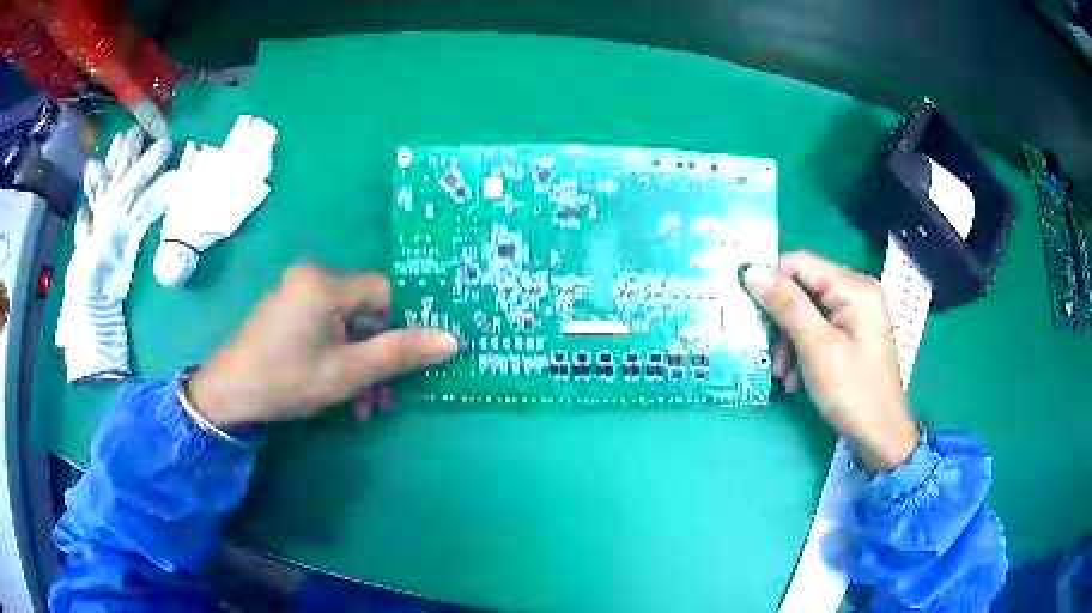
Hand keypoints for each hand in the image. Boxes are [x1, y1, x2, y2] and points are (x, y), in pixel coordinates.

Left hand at [187, 265, 457, 425]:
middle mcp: (313, 278)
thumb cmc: (286, 380)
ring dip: (363, 362)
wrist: (228, 395)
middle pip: (367, 310)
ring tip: (369, 404)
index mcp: (325, 283)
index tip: (421, 355)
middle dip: (382, 353)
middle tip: (391, 394)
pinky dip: (341, 356)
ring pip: (348, 324)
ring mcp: (298, 294)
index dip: (407, 322)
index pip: (386, 290)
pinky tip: (347, 392)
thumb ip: (399, 353)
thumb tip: (451, 340)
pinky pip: (329, 328)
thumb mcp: (346, 373)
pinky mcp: (289, 312)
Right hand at [743, 251, 917, 469]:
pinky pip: (820, 328)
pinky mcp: (855, 333)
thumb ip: (787, 305)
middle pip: (804, 289)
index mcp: (853, 287)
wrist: (881, 434)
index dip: (771, 282)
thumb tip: (751, 271)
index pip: (800, 263)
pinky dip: (804, 349)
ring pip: (808, 312)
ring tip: (784, 374)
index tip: (751, 313)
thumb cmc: (852, 391)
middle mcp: (857, 291)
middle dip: (782, 321)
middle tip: (771, 356)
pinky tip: (797, 377)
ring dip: (790, 341)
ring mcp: (857, 313)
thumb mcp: (816, 348)